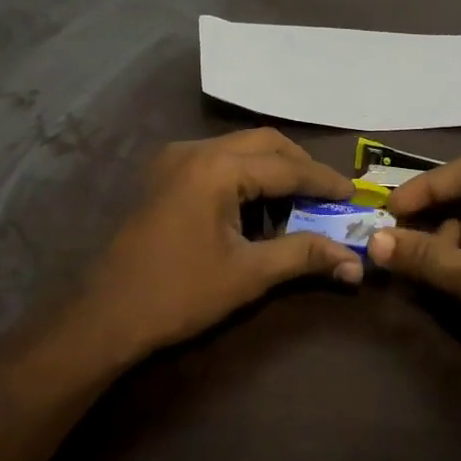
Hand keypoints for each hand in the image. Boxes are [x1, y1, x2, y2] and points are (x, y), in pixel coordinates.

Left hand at [70, 129, 362, 363]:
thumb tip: (354, 263)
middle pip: (263, 143)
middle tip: (328, 195)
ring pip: (238, 149)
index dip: (324, 181)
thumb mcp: (248, 275)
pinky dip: (245, 175)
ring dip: (272, 169)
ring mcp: (173, 161)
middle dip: (299, 166)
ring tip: (298, 202)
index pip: (286, 166)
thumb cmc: (179, 294)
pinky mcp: (162, 177)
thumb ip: (303, 256)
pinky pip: (216, 161)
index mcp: (216, 169)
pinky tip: (256, 207)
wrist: (105, 317)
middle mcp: (194, 151)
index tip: (353, 194)